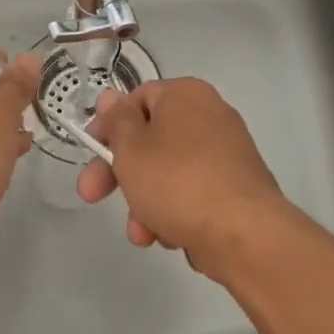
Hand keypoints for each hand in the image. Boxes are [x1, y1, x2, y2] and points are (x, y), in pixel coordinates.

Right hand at [76, 77, 290, 277]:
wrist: (244, 234)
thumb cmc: (177, 182)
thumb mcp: (131, 148)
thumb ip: (116, 121)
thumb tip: (109, 95)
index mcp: (185, 95)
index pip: (136, 99)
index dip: (108, 126)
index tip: (89, 153)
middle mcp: (210, 116)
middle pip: (150, 141)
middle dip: (119, 174)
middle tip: (92, 196)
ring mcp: (226, 154)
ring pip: (168, 174)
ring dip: (145, 203)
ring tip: (142, 234)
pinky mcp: (235, 189)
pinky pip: (192, 195)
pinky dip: (175, 213)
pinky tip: (170, 238)